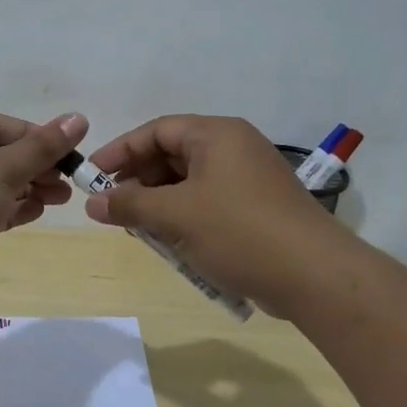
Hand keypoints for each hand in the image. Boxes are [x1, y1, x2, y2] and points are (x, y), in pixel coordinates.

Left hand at [0, 110, 88, 307]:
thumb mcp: (3, 168)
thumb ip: (42, 146)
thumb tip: (79, 118)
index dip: (36, 136)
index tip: (68, 153)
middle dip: (35, 166)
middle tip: (68, 181)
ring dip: (26, 189)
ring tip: (60, 199)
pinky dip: (9, 209)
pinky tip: (35, 213)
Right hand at [82, 115, 340, 315]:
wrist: (314, 275)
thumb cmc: (239, 232)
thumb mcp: (176, 216)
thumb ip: (130, 205)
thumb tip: (92, 203)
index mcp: (216, 135)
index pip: (157, 130)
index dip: (120, 151)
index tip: (91, 176)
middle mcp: (234, 148)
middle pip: (172, 155)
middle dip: (139, 181)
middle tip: (113, 207)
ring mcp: (249, 178)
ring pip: (189, 182)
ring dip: (160, 203)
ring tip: (139, 229)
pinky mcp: (257, 208)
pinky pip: (209, 203)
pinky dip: (185, 217)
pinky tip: (171, 243)